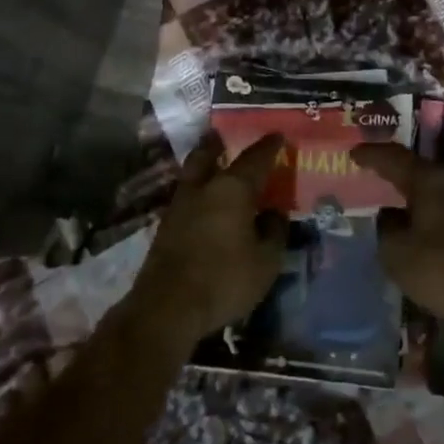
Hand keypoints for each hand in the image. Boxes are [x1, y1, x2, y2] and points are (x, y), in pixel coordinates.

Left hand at [130, 132, 288, 351]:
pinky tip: (203, 203)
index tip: (278, 135)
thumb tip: (274, 213)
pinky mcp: (165, 227)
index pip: (255, 159)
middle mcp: (204, 188)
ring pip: (192, 174)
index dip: (269, 146)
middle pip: (208, 155)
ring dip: (203, 165)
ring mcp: (179, 206)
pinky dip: (196, 192)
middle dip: (217, 144)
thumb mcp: (266, 261)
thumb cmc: (224, 279)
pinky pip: (185, 197)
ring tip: (213, 166)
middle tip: (224, 137)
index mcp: (232, 189)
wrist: (167, 307)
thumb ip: (274, 232)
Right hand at [351, 144, 443, 332]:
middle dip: (397, 167)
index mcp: (429, 178)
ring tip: (397, 195)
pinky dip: (430, 205)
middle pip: (420, 165)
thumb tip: (390, 215)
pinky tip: (421, 219)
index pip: (394, 157)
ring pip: (436, 183)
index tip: (353, 154)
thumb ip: (387, 227)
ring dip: (416, 187)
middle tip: (376, 171)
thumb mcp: (397, 252)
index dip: (371, 154)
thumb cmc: (443, 270)